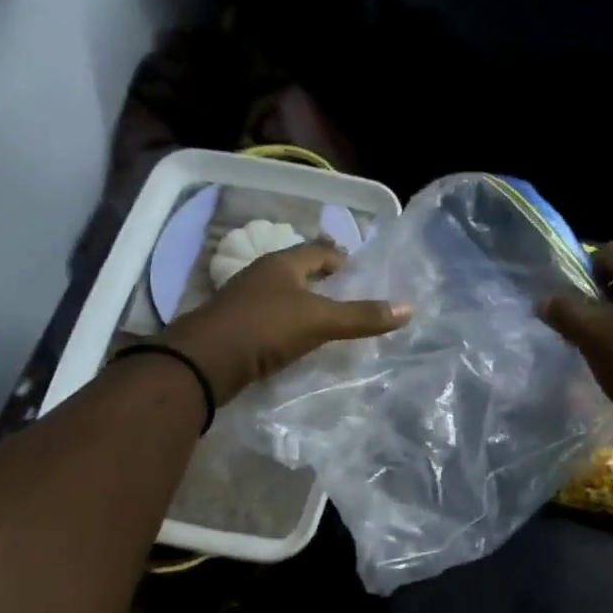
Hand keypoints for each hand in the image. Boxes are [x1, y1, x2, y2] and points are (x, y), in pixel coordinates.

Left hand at [159, 243, 409, 402]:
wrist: (203, 362)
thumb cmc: (265, 328)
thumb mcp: (320, 320)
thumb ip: (362, 316)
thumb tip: (408, 308)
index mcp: (282, 263)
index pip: (318, 250)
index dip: (340, 257)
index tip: (358, 268)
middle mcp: (261, 275)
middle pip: (298, 270)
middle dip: (321, 278)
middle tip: (347, 291)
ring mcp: (243, 301)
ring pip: (281, 294)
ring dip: (302, 302)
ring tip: (325, 316)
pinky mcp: (233, 327)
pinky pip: (268, 318)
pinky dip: (285, 323)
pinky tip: (295, 339)